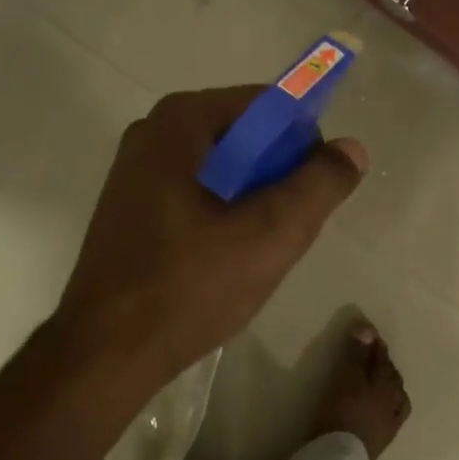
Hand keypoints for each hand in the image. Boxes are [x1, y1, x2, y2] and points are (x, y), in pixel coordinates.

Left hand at [56, 86, 366, 386]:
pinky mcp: (132, 209)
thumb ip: (319, 185)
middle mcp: (152, 134)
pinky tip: (229, 257)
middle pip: (243, 136)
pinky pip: (197, 193)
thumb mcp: (270, 234)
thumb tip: (352, 149)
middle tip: (291, 224)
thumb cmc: (189, 286)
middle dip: (277, 175)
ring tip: (263, 246)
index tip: (315, 189)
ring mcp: (136, 173)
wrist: (106, 354)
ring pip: (222, 169)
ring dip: (253, 199)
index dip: (303, 141)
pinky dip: (223, 213)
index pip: (266, 105)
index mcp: (179, 123)